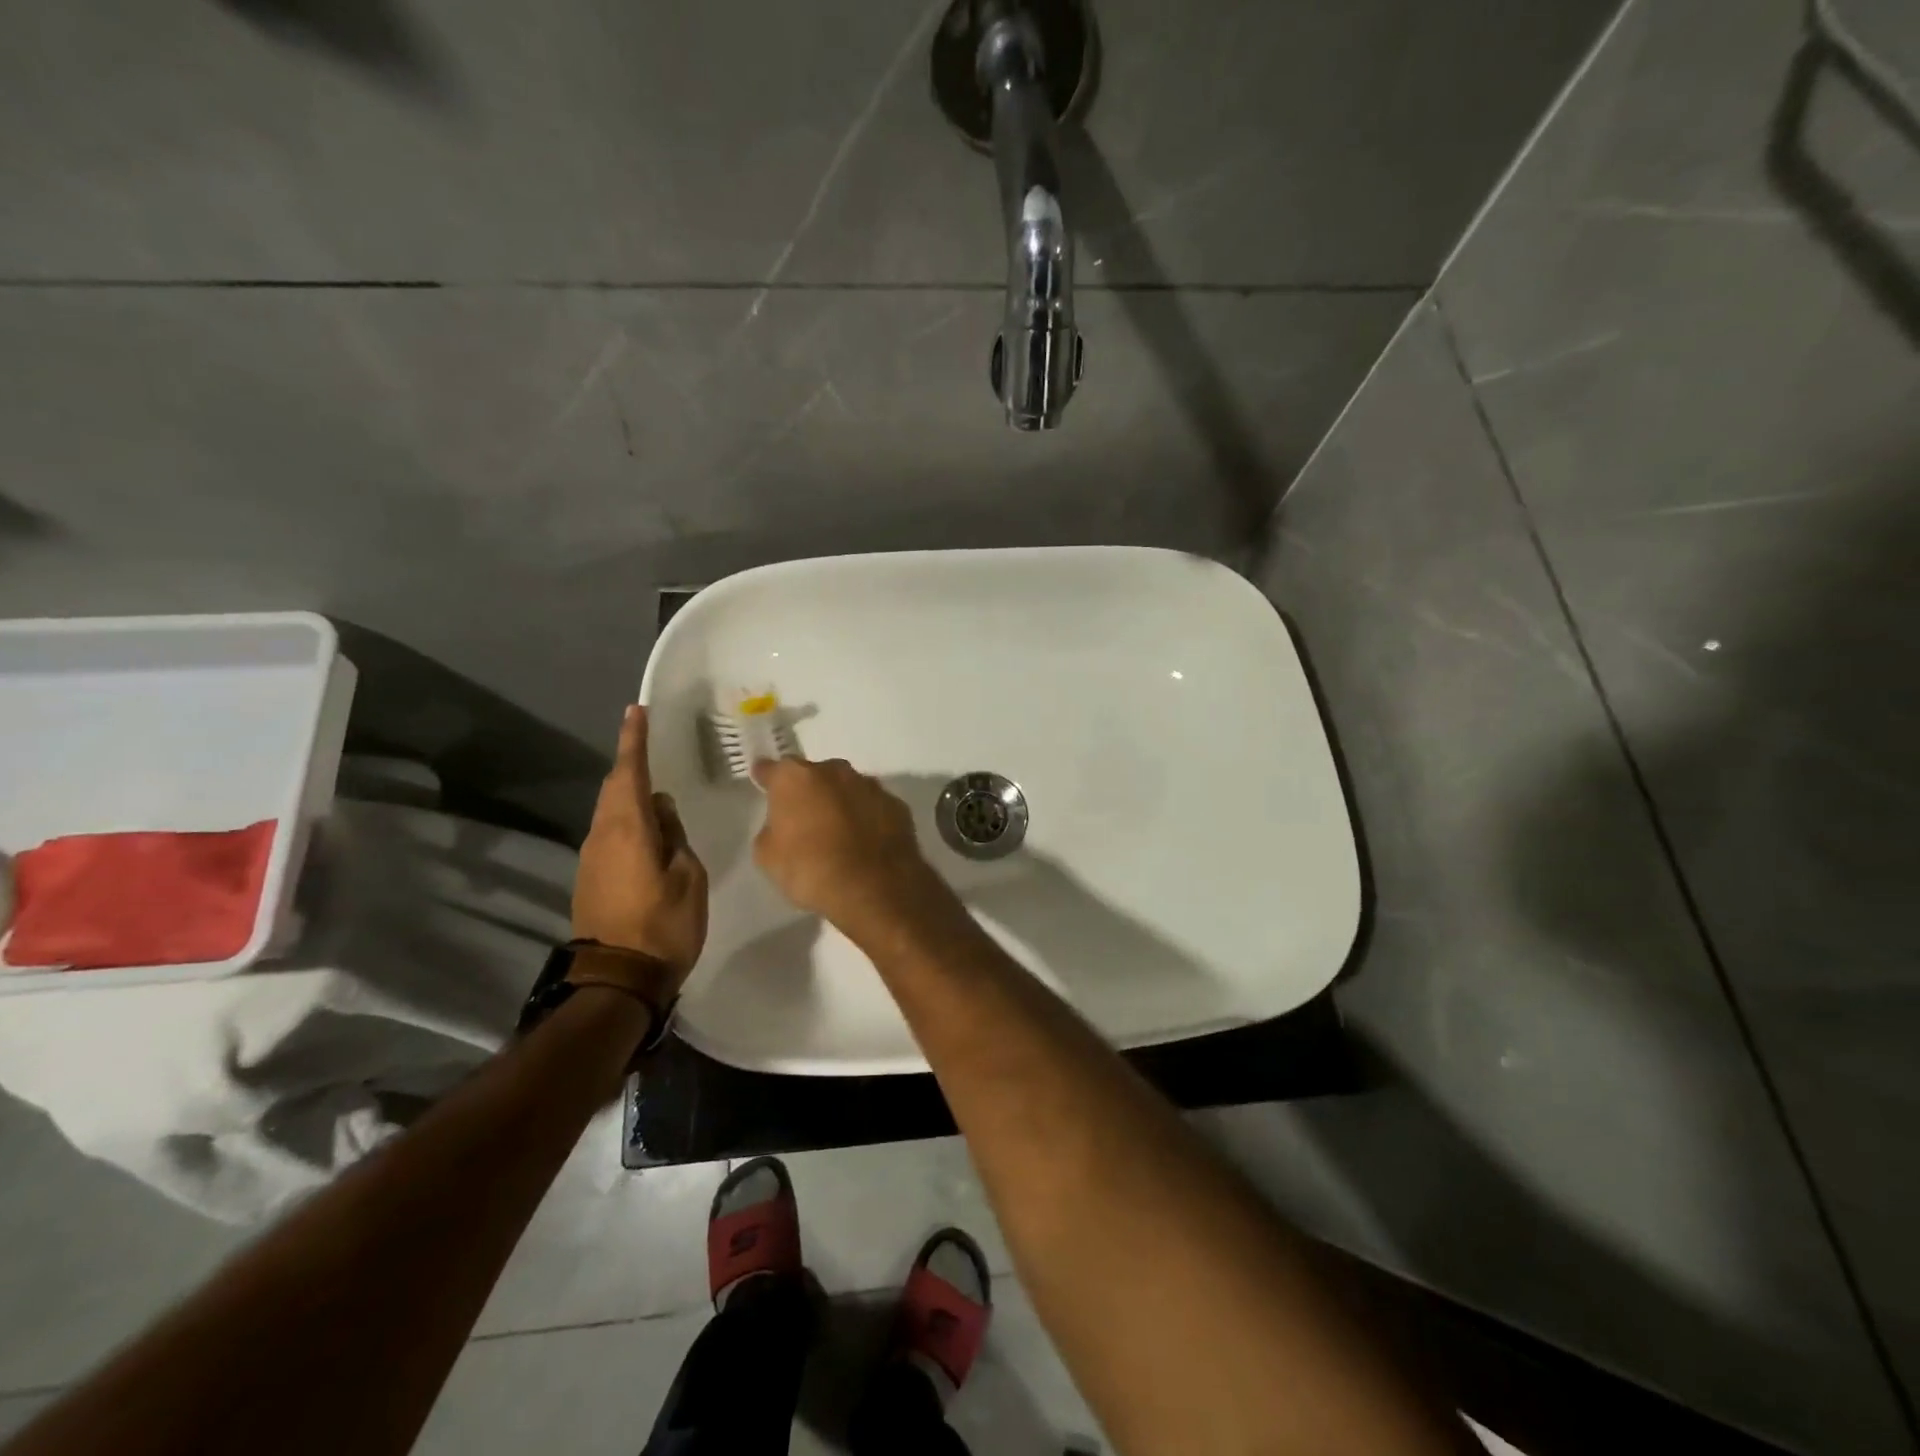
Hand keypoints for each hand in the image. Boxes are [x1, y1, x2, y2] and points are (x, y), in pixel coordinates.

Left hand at [572, 706, 708, 991]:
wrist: (617, 980)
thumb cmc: (663, 925)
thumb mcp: (688, 876)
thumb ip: (675, 836)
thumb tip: (662, 810)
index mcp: (627, 829)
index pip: (630, 772)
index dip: (634, 740)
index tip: (636, 710)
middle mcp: (601, 836)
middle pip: (614, 789)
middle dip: (631, 764)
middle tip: (649, 744)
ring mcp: (592, 858)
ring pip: (610, 812)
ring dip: (629, 794)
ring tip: (656, 788)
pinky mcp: (591, 878)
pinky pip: (610, 833)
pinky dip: (627, 819)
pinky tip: (648, 829)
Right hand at [750, 757, 954, 939]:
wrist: (874, 887)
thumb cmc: (810, 869)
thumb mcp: (768, 856)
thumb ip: (772, 830)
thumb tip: (783, 826)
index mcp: (795, 778)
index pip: (772, 770)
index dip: (766, 779)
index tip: (764, 784)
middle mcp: (834, 771)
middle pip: (814, 775)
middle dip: (809, 792)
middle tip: (804, 818)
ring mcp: (869, 785)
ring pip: (847, 788)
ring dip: (840, 803)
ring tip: (838, 833)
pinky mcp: (896, 804)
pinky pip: (872, 807)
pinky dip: (867, 818)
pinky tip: (865, 842)